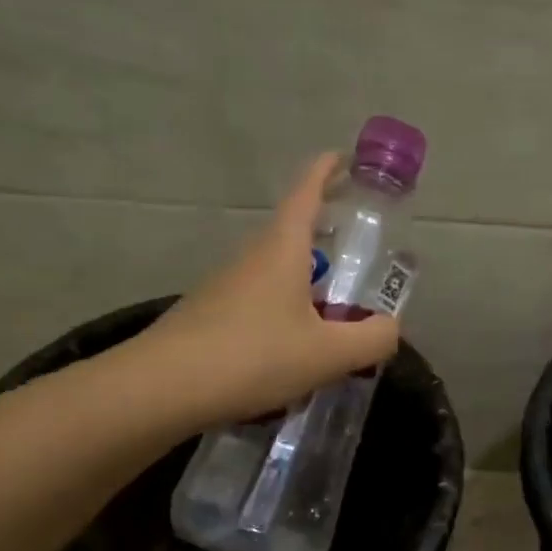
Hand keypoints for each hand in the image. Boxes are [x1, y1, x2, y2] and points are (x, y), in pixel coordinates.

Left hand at [128, 153, 400, 428]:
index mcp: (282, 250)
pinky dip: (283, 318)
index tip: (347, 160)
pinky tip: (292, 356)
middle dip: (326, 240)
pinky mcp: (209, 318)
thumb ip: (371, 339)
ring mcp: (225, 288)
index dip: (328, 171)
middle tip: (358, 261)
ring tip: (333, 323)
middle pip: (293, 235)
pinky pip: (258, 306)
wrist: (161, 390)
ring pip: (275, 276)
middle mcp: (251, 258)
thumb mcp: (328, 354)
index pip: (306, 191)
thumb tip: (389, 328)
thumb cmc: (252, 357)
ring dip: (305, 287)